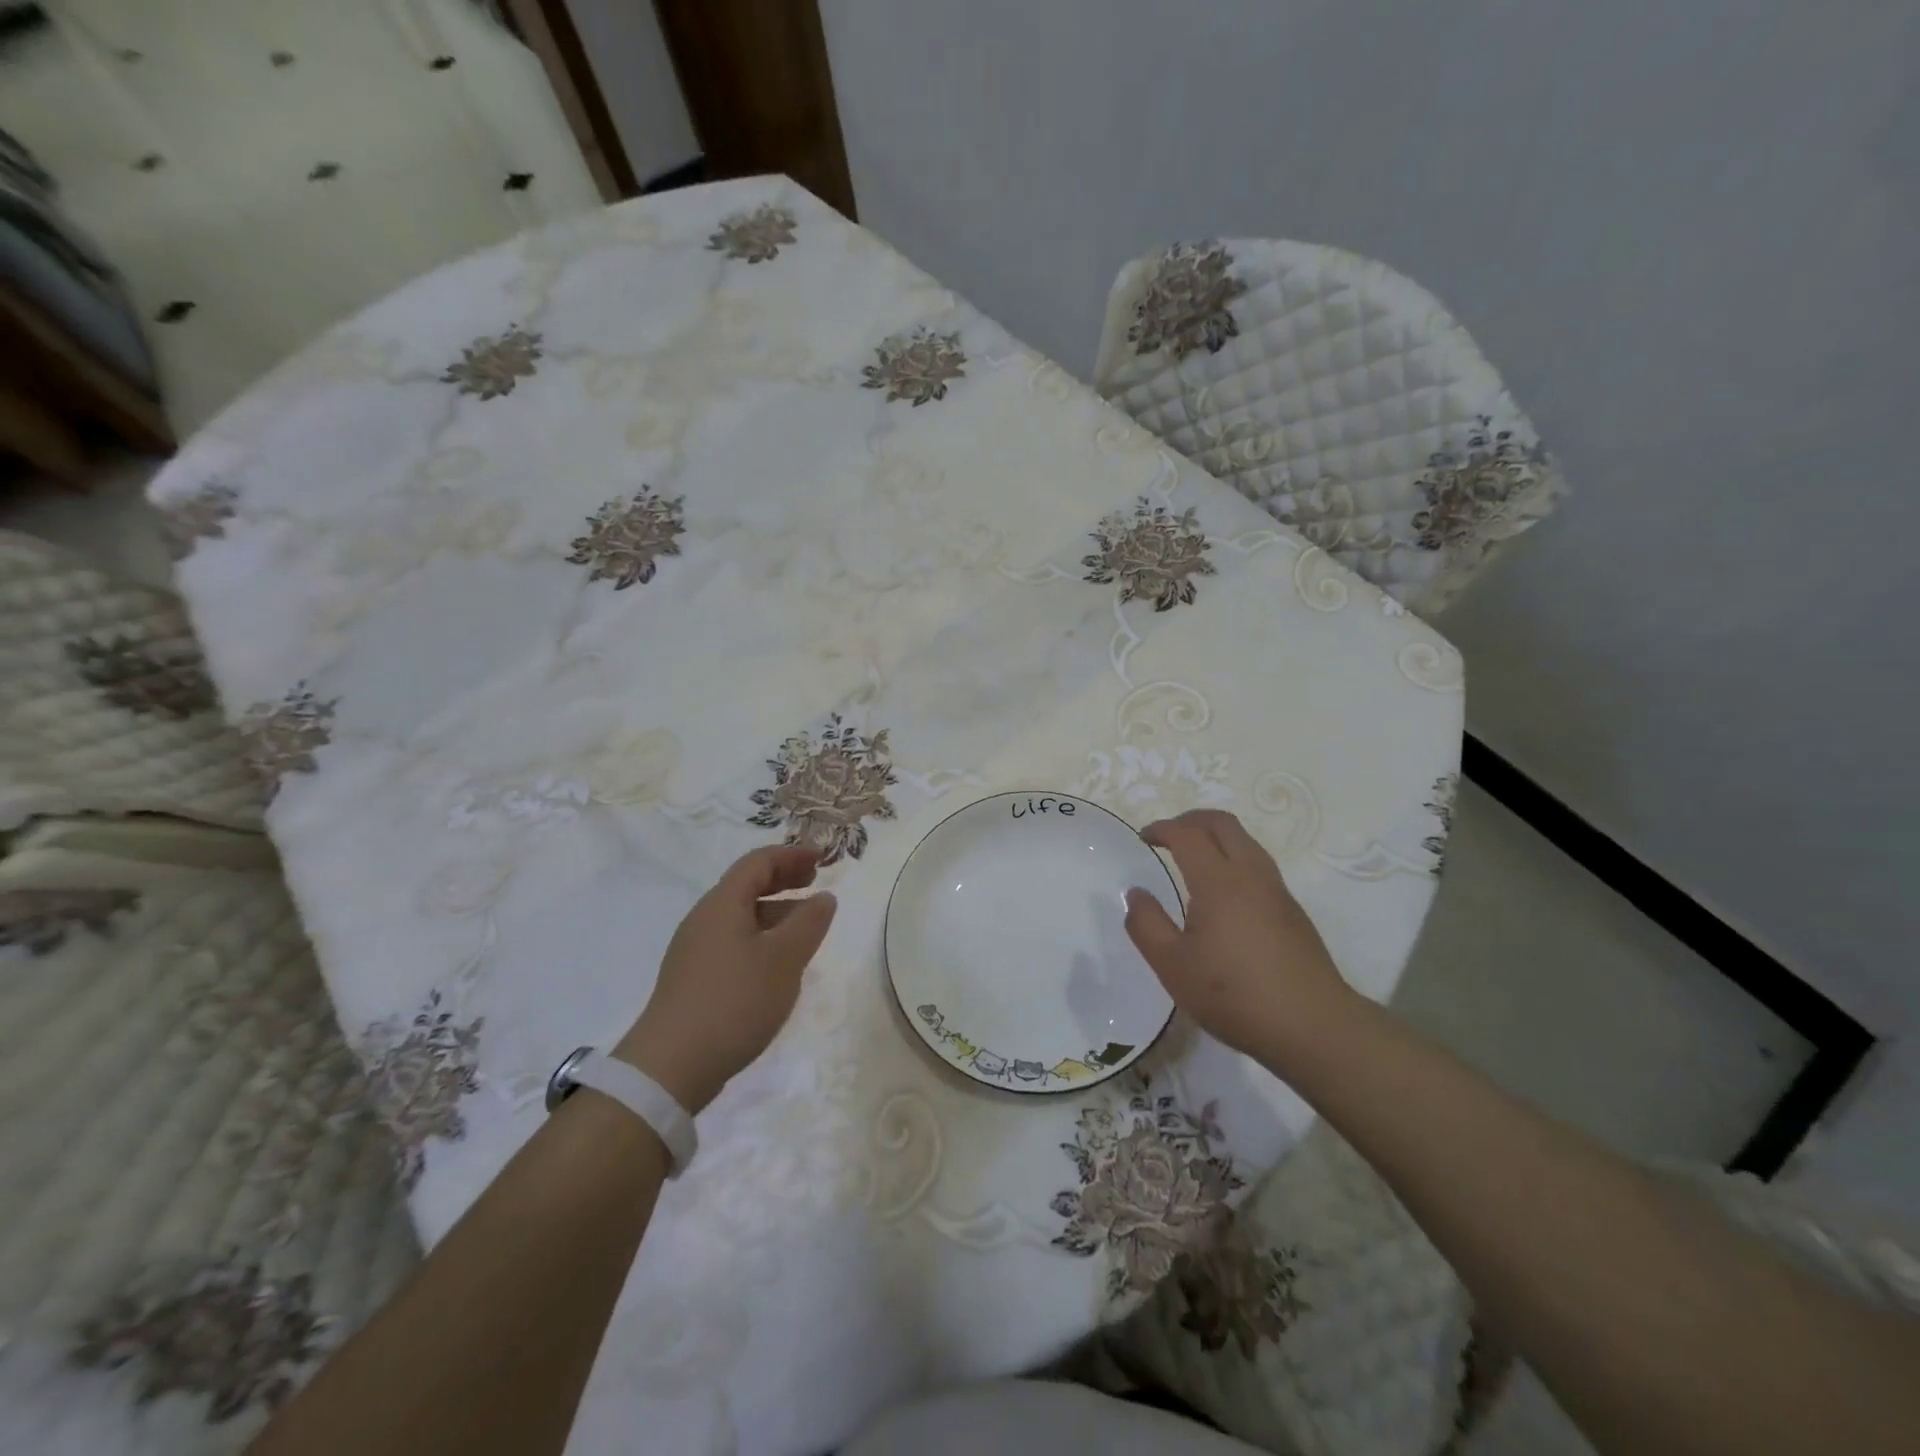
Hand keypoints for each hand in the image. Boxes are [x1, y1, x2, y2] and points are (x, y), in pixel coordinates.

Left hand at [614, 845, 836, 1112]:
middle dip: (783, 879)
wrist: (671, 1066)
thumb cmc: (734, 1001)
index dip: (792, 855)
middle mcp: (704, 919)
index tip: (822, 859)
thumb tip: (824, 897)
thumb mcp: (784, 960)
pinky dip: (762, 937)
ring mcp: (695, 951)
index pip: (758, 862)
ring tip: (806, 926)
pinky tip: (778, 964)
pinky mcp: (694, 979)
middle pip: (746, 885)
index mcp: (723, 904)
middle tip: (815, 882)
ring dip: (775, 911)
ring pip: (741, 916)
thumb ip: (809, 923)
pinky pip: (734, 941)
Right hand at [1125, 809, 1351, 1061]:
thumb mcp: (1173, 965)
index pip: (1188, 834)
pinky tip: (1223, 892)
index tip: (1144, 838)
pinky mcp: (1293, 911)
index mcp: (1218, 881)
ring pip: (1246, 841)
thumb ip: (1147, 925)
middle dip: (1191, 820)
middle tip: (1168, 835)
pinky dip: (1234, 858)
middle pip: (1222, 824)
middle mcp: (1250, 875)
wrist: (1313, 1025)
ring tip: (1193, 856)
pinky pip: (1258, 865)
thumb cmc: (1234, 994)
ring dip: (1216, 836)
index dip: (1163, 829)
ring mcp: (1277, 891)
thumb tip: (1136, 893)